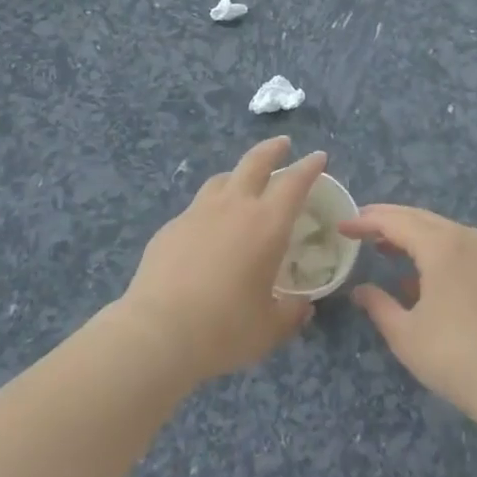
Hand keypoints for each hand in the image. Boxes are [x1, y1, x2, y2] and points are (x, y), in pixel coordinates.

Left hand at [118, 136, 322, 384]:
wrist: (158, 332)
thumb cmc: (224, 330)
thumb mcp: (269, 329)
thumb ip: (290, 313)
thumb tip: (302, 306)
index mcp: (266, 225)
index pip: (294, 183)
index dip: (309, 167)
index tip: (318, 157)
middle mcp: (234, 207)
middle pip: (255, 162)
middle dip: (272, 150)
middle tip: (283, 144)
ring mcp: (198, 212)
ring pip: (222, 179)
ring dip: (238, 174)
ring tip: (243, 183)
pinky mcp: (171, 227)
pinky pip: (197, 207)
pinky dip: (211, 208)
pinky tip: (208, 230)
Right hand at [339, 205, 476, 427]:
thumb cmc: (458, 358)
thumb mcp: (406, 335)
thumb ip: (378, 306)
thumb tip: (360, 290)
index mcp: (441, 244)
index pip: (394, 221)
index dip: (365, 221)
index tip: (341, 225)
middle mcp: (466, 236)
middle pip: (418, 217)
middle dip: (387, 220)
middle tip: (359, 227)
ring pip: (440, 230)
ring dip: (411, 235)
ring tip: (384, 247)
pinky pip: (459, 246)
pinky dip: (434, 249)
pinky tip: (419, 276)